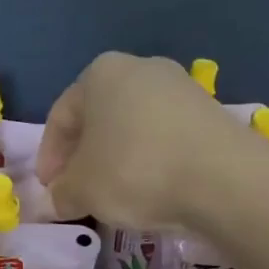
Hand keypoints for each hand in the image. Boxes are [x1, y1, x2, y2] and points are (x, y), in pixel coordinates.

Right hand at [36, 52, 235, 229]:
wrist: (221, 178)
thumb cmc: (133, 171)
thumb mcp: (81, 190)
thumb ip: (61, 193)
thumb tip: (57, 200)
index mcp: (100, 74)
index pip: (60, 117)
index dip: (48, 158)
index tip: (48, 190)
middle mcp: (141, 69)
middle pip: (98, 119)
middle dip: (83, 157)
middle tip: (77, 192)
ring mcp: (180, 87)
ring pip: (132, 128)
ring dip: (116, 160)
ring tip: (113, 196)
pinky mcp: (209, 113)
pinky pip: (164, 139)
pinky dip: (149, 162)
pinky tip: (149, 190)